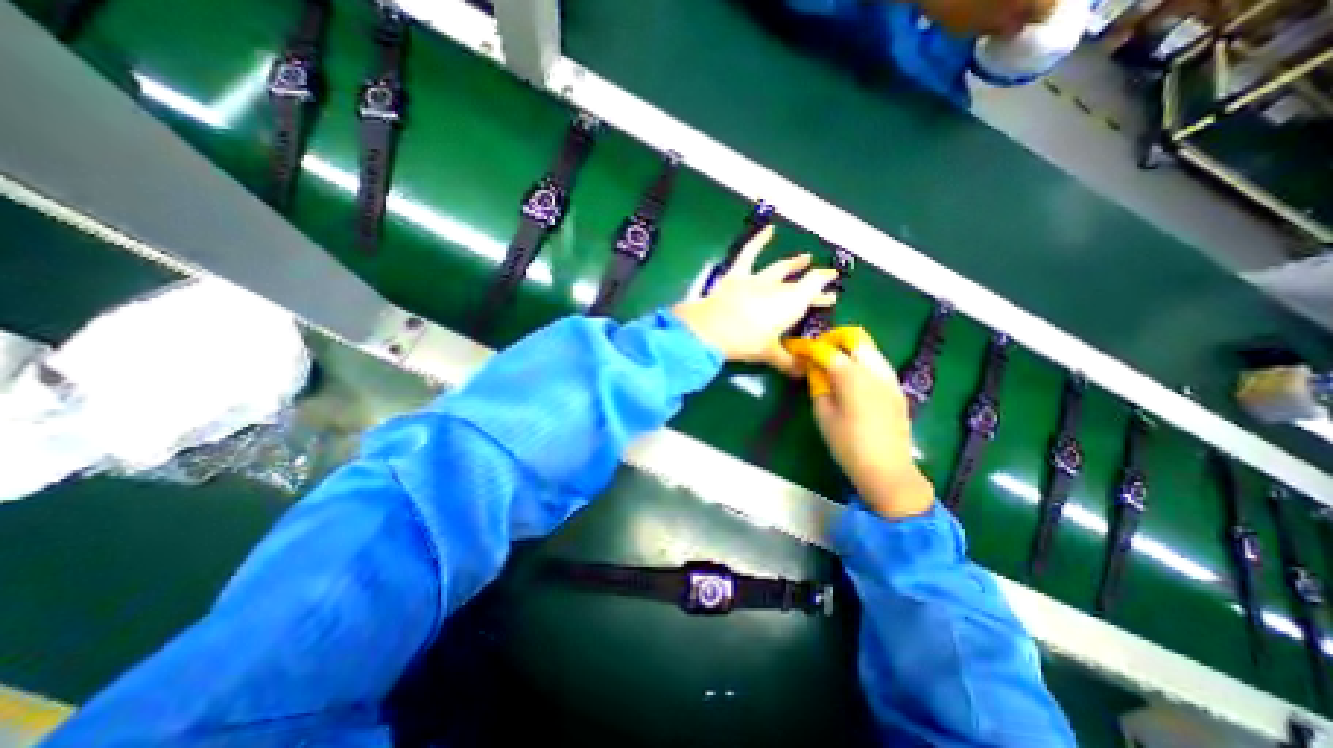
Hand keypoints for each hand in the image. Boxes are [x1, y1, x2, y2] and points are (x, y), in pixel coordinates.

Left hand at [679, 222, 831, 372]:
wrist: (713, 328)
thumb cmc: (745, 342)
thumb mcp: (769, 354)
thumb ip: (788, 362)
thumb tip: (803, 373)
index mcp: (790, 305)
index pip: (813, 289)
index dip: (823, 286)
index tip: (833, 285)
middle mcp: (778, 288)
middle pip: (799, 284)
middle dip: (813, 284)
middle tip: (825, 289)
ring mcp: (757, 279)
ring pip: (779, 268)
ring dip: (793, 263)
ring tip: (804, 257)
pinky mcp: (737, 275)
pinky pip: (749, 253)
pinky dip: (758, 240)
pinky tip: (768, 228)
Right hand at [807, 334, 929, 519]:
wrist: (887, 470)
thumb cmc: (848, 444)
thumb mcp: (823, 414)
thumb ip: (818, 385)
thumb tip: (814, 370)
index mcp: (852, 376)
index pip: (827, 350)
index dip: (808, 347)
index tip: (796, 349)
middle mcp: (875, 370)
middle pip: (855, 338)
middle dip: (833, 340)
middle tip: (818, 353)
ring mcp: (890, 378)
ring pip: (869, 349)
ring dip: (849, 350)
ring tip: (833, 366)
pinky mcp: (897, 389)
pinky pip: (877, 364)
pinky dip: (861, 363)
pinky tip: (851, 382)